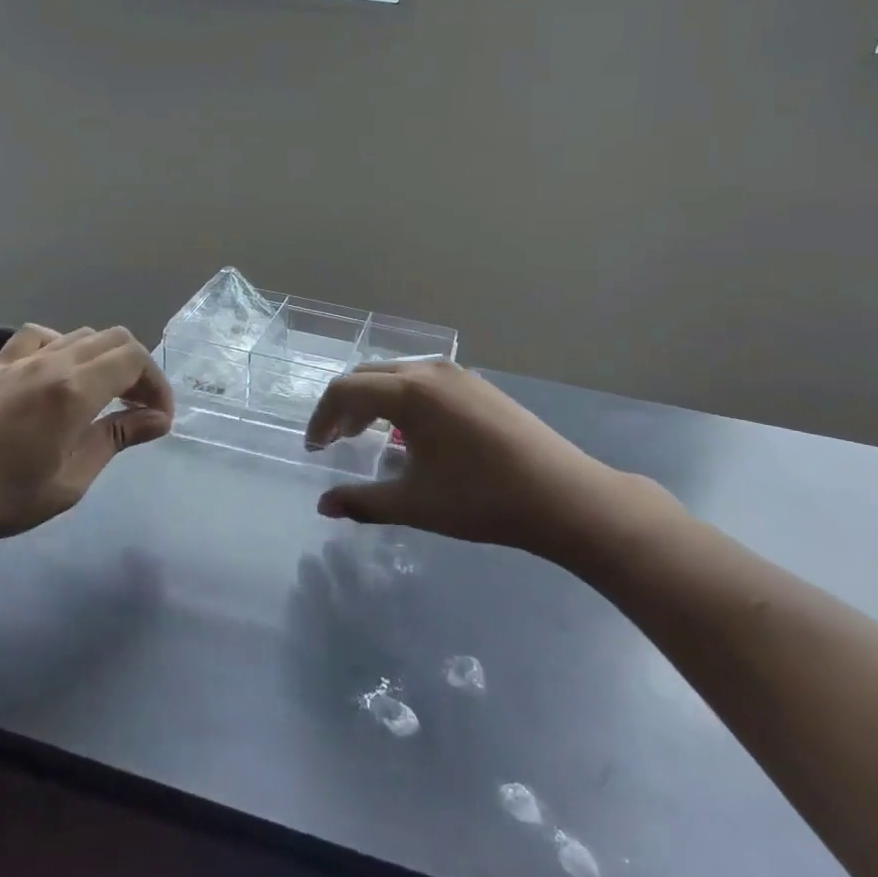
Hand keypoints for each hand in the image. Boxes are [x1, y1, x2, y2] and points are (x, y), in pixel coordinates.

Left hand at [0, 324, 174, 555]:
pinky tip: (59, 374)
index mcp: (75, 389)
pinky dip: (64, 346)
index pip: (134, 360)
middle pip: (114, 339)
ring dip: (105, 358)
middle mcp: (53, 361)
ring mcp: (22, 358)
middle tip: (139, 408)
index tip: (159, 419)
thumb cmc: (2, 497)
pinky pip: (41, 335)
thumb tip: (158, 420)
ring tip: (105, 395)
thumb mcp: (70, 480)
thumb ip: (115, 439)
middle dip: (138, 369)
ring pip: (81, 335)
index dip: (157, 384)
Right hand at [305, 362, 682, 567]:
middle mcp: (430, 370)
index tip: (315, 449)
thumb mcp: (414, 504)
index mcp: (409, 392)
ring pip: (398, 375)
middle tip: (335, 441)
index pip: (345, 390)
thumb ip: (363, 502)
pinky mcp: (479, 385)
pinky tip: (412, 433)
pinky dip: (402, 399)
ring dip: (373, 400)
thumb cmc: (481, 499)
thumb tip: (323, 505)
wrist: (562, 495)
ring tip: (368, 436)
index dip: (322, 418)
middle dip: (344, 406)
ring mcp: (459, 374)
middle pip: (368, 375)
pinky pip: (425, 381)